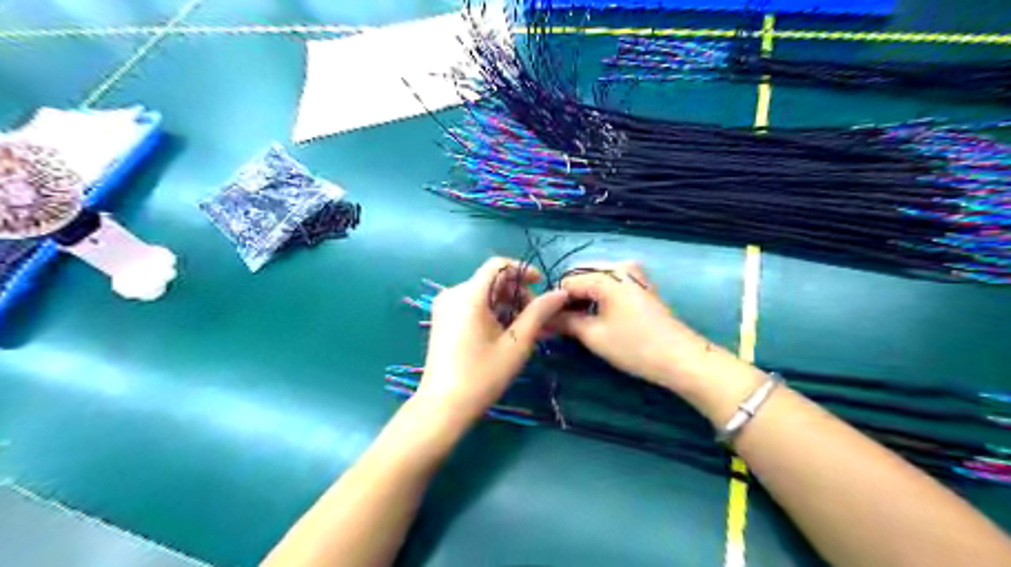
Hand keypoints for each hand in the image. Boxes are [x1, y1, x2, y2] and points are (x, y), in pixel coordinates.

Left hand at [411, 257, 566, 423]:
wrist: (443, 406)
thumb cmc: (482, 375)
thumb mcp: (517, 343)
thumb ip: (539, 313)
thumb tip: (560, 293)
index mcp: (469, 295)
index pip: (498, 264)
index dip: (522, 270)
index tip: (540, 286)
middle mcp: (453, 293)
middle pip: (492, 280)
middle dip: (517, 293)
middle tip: (537, 318)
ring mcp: (445, 307)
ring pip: (484, 294)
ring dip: (507, 305)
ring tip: (527, 329)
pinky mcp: (443, 320)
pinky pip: (472, 305)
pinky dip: (492, 313)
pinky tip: (507, 333)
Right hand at [557, 262, 713, 390]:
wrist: (680, 358)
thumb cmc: (634, 346)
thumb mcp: (593, 335)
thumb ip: (564, 322)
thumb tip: (542, 319)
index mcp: (606, 275)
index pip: (567, 282)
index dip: (554, 303)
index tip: (547, 324)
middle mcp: (619, 265)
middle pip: (581, 277)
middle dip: (568, 300)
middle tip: (560, 325)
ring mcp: (633, 273)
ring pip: (595, 281)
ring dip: (582, 299)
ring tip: (575, 324)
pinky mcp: (640, 284)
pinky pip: (609, 284)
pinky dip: (598, 298)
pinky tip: (595, 317)